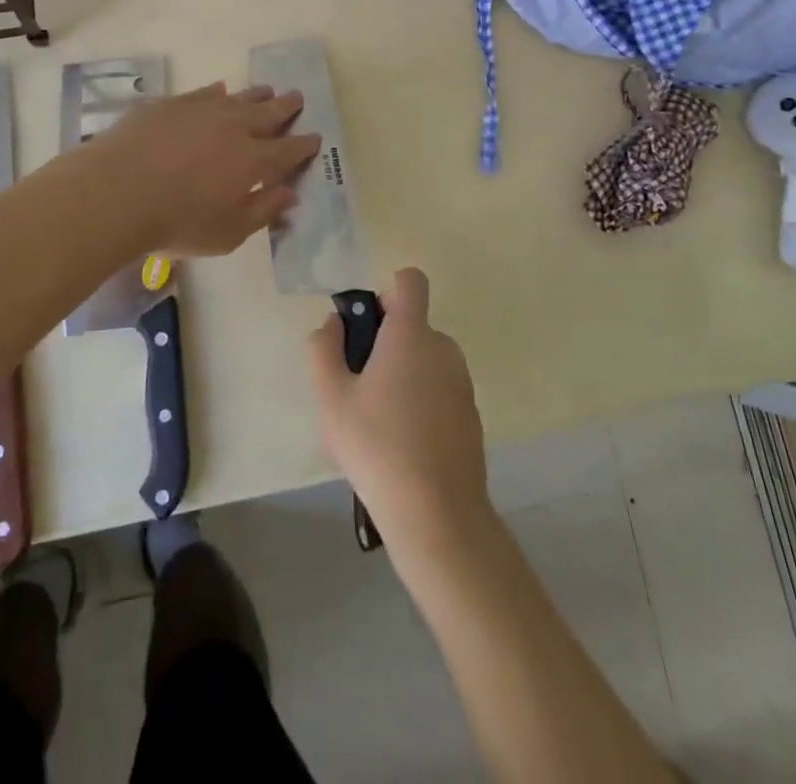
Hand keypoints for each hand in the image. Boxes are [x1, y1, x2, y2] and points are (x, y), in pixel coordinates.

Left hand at [85, 83, 319, 256]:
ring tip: (267, 90)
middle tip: (297, 97)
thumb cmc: (177, 222)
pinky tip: (218, 90)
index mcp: (253, 161)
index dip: (304, 144)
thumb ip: (262, 211)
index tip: (314, 137)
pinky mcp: (171, 104)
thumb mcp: (228, 233)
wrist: (117, 191)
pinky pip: (203, 93)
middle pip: (268, 113)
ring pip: (238, 98)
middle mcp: (234, 128)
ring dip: (256, 95)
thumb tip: (288, 194)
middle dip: (286, 107)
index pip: (288, 149)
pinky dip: (216, 92)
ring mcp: (202, 111)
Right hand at [307, 269, 490, 556]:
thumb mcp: (331, 397)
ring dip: (402, 374)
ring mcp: (462, 382)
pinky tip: (403, 443)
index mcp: (411, 334)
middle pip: (413, 325)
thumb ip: (324, 349)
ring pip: (425, 360)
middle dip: (385, 343)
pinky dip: (422, 401)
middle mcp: (443, 348)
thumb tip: (333, 324)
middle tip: (358, 387)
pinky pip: (439, 389)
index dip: (387, 292)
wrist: (437, 513)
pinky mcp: (471, 414)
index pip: (410, 281)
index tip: (367, 326)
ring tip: (377, 422)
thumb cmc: (376, 445)